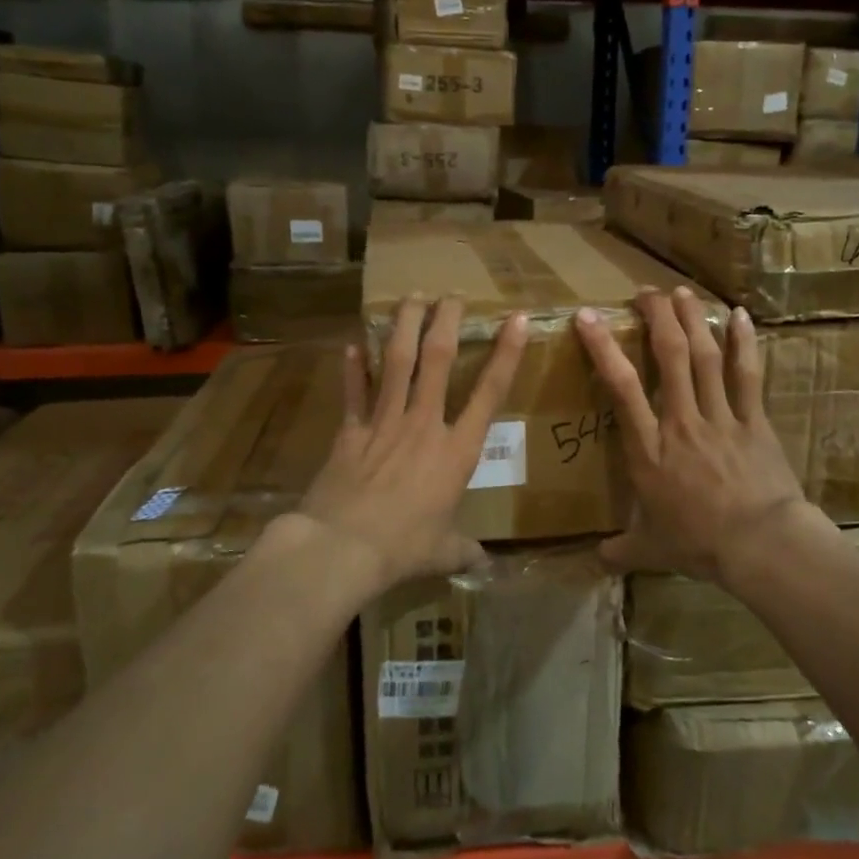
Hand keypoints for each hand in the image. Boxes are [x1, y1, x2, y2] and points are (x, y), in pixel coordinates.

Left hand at [300, 296, 527, 586]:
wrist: (343, 546)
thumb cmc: (403, 548)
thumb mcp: (443, 552)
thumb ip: (463, 550)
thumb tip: (482, 564)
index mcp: (456, 451)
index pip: (489, 393)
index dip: (505, 354)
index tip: (514, 319)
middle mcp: (423, 424)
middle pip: (438, 360)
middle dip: (446, 321)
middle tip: (451, 294)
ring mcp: (384, 422)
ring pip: (396, 362)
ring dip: (404, 326)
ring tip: (410, 297)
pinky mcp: (350, 430)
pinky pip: (354, 391)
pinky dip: (353, 368)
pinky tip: (352, 344)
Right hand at [576, 287, 813, 586]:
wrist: (761, 546)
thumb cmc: (699, 543)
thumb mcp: (651, 548)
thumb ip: (621, 549)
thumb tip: (596, 560)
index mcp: (649, 448)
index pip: (621, 387)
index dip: (603, 348)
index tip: (587, 317)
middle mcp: (681, 421)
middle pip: (670, 356)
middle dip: (656, 317)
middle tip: (646, 292)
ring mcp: (720, 417)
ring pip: (705, 357)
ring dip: (692, 320)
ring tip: (681, 292)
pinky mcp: (754, 421)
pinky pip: (747, 375)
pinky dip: (743, 343)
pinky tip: (739, 315)